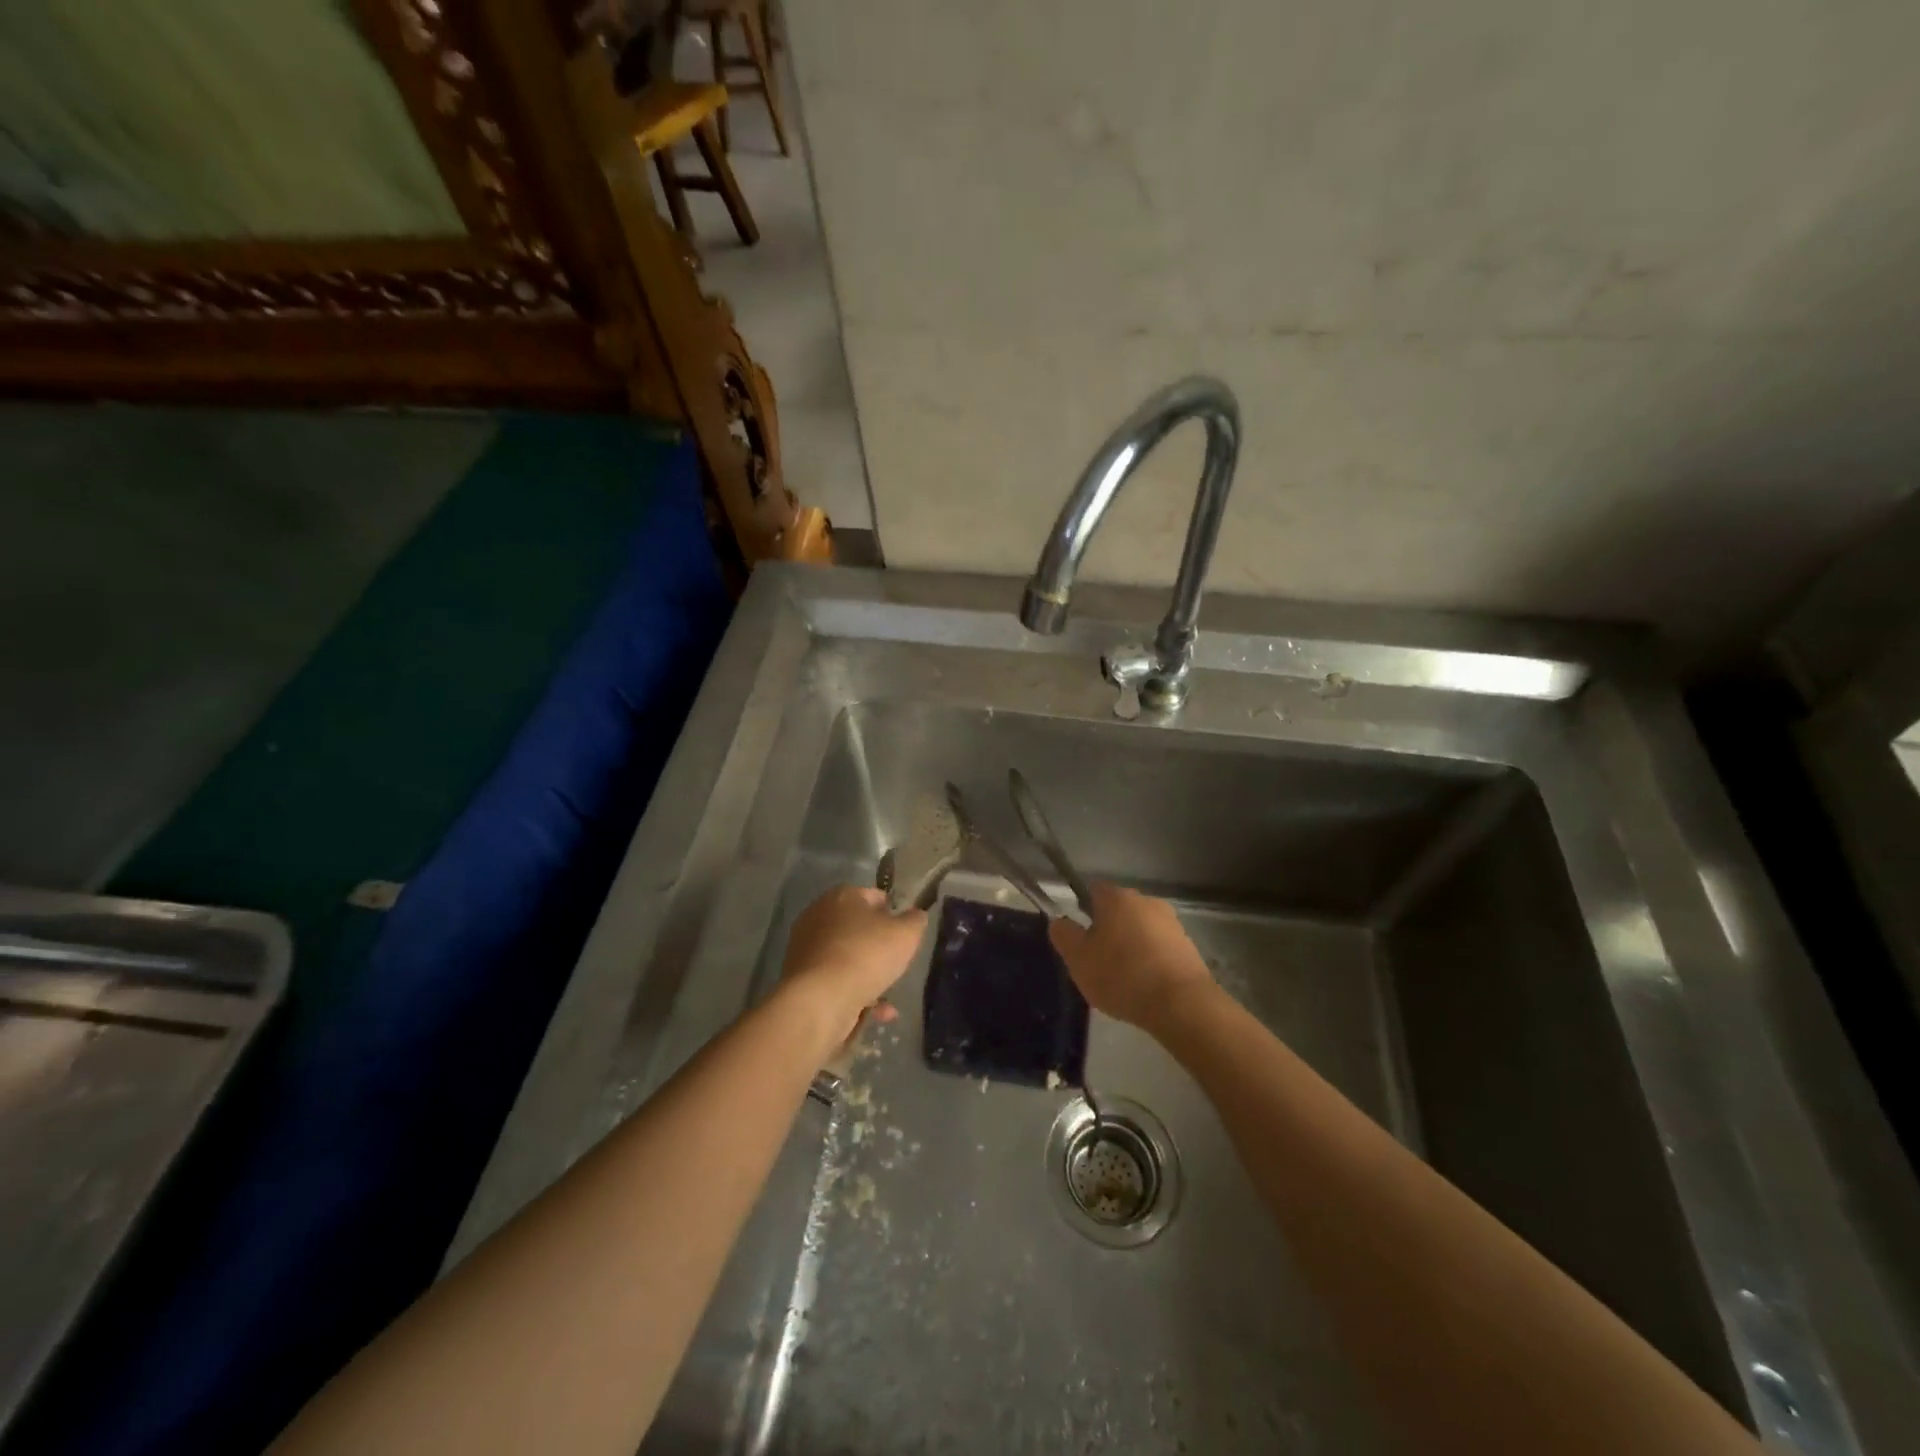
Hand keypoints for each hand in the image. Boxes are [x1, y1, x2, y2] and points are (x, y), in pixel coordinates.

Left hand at [780, 885, 926, 1045]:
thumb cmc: (865, 956)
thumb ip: (914, 921)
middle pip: (858, 929)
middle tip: (896, 963)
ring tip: (889, 999)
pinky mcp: (800, 979)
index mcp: (842, 896)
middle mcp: (818, 916)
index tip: (905, 933)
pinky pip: (835, 982)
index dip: (893, 913)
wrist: (819, 1001)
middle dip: (878, 947)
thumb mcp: (905, 935)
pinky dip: (855, 995)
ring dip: (868, 977)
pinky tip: (875, 1013)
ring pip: (847, 959)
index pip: (874, 896)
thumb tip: (915, 915)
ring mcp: (806, 948)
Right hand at [1049, 881, 1215, 1031]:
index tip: (1080, 936)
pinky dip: (1151, 960)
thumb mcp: (1079, 959)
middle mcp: (1147, 901)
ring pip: (1141, 929)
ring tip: (1123, 978)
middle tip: (1098, 960)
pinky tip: (1146, 985)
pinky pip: (1160, 948)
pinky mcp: (1189, 947)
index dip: (1084, 910)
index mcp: (1117, 898)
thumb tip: (1059, 921)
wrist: (1182, 1004)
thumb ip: (1065, 936)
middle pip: (1119, 910)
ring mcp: (1172, 923)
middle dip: (1109, 929)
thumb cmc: (1122, 975)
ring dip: (1132, 945)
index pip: (1094, 890)